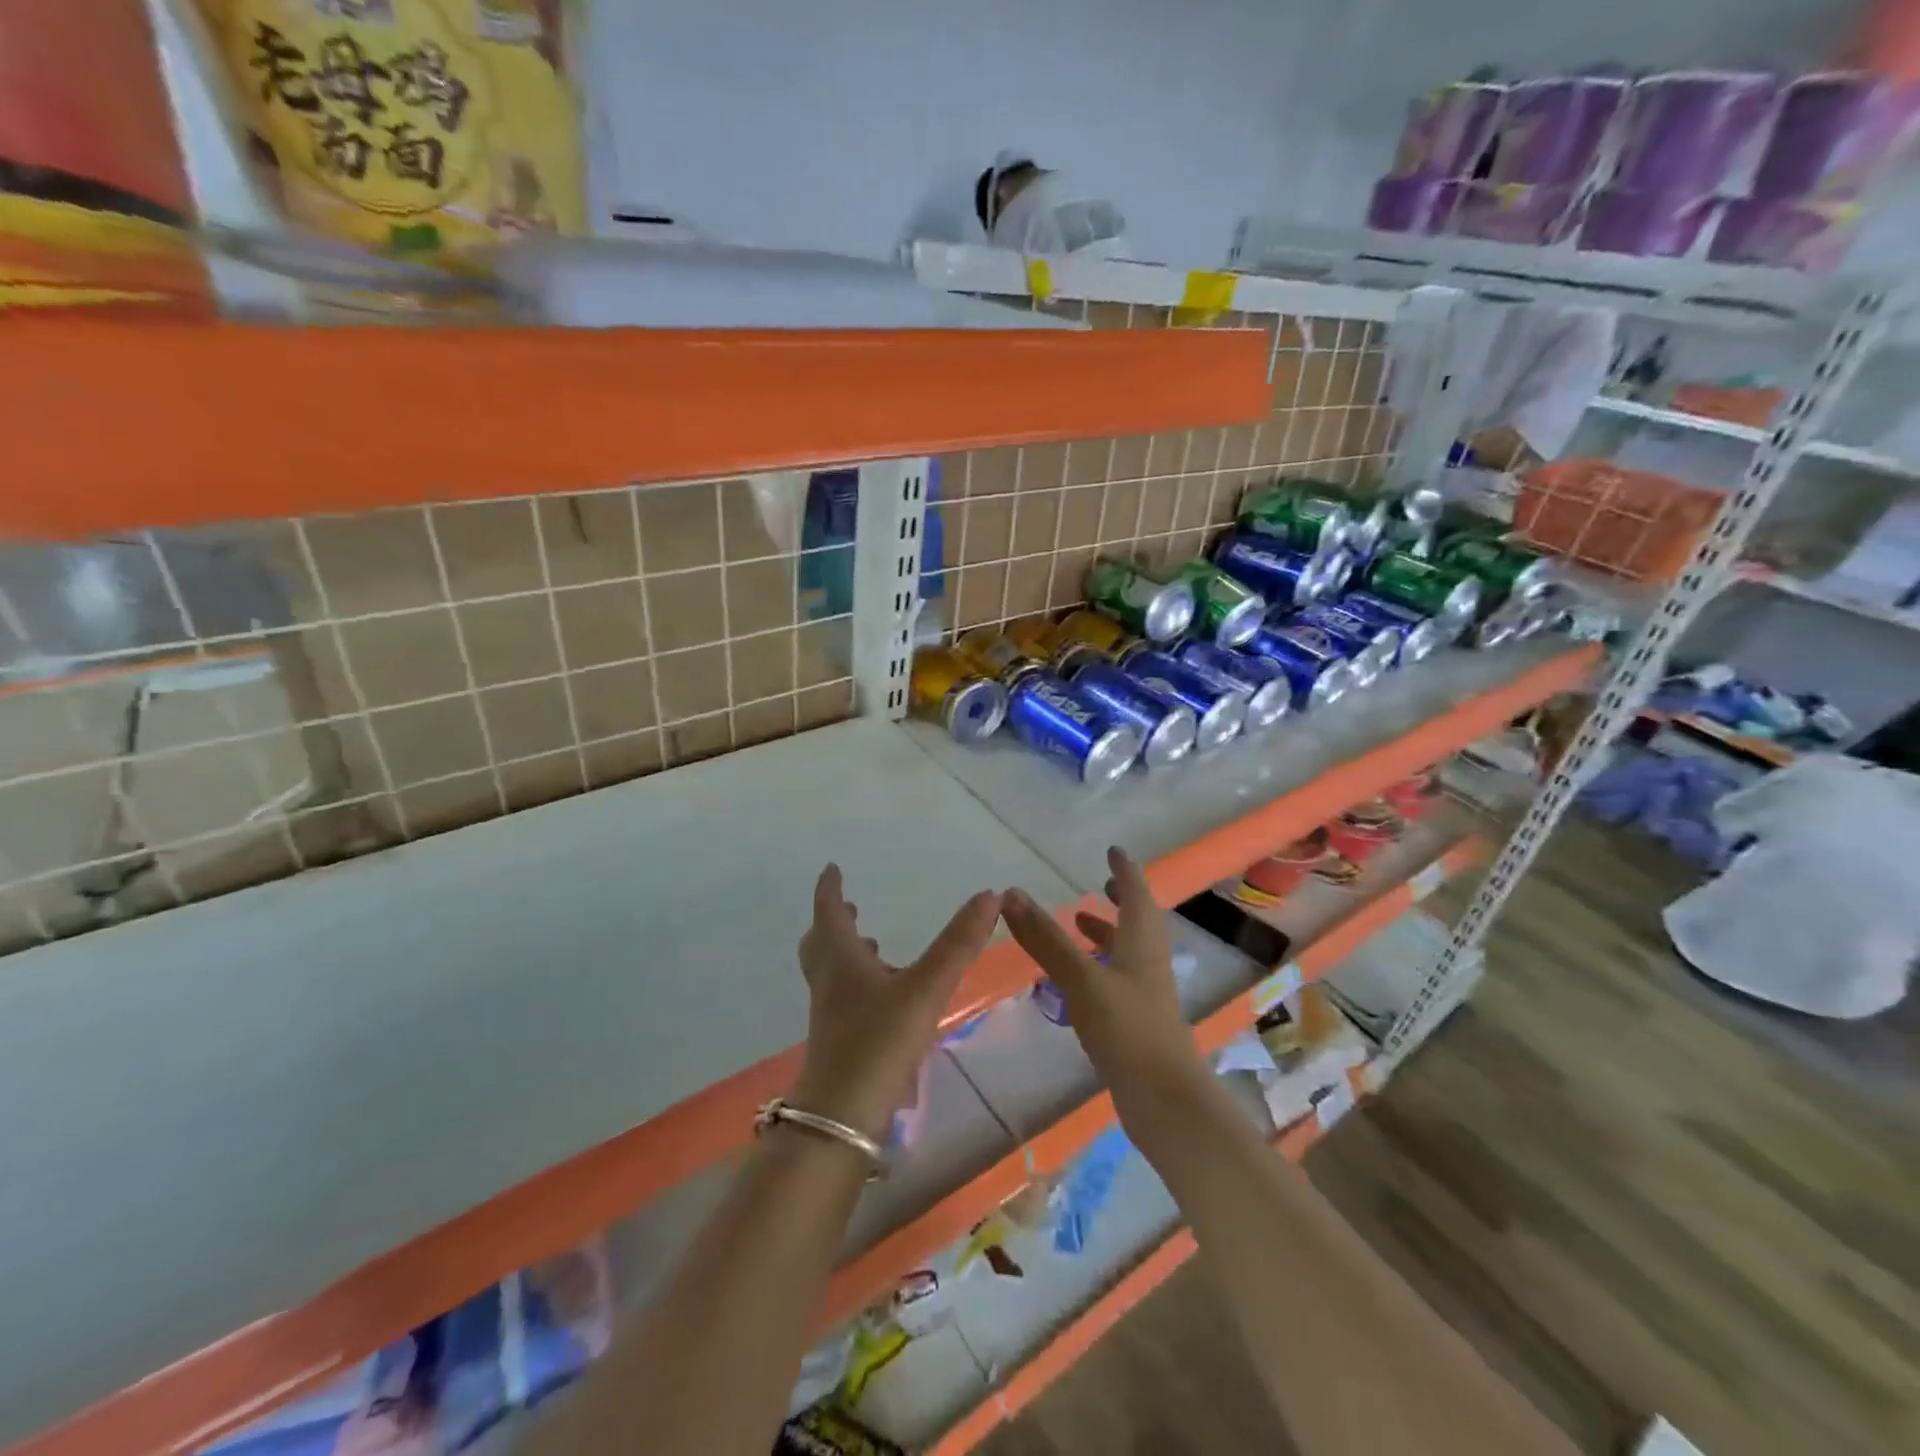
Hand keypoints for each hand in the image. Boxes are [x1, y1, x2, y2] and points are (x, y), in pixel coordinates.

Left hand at [791, 865, 999, 1140]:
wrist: (843, 1116)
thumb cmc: (879, 1041)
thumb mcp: (926, 987)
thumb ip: (958, 943)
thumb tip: (990, 895)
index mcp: (841, 960)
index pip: (828, 912)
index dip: (829, 889)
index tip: (831, 869)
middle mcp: (830, 982)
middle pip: (821, 943)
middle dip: (834, 921)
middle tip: (847, 907)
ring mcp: (830, 1014)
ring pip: (831, 972)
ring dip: (846, 952)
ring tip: (871, 946)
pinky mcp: (839, 1041)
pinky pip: (843, 998)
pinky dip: (857, 983)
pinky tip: (884, 997)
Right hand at [1000, 847, 1204, 1101]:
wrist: (1165, 1100)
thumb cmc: (1127, 1029)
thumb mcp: (1081, 978)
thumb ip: (1046, 938)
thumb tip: (1011, 894)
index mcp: (1142, 943)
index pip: (1137, 894)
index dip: (1125, 871)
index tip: (1114, 851)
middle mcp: (1149, 963)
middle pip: (1138, 921)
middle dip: (1121, 900)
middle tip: (1102, 885)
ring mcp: (1146, 995)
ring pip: (1128, 951)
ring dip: (1107, 933)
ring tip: (1079, 924)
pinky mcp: (1138, 1022)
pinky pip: (1119, 979)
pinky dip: (1100, 965)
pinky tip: (1078, 980)